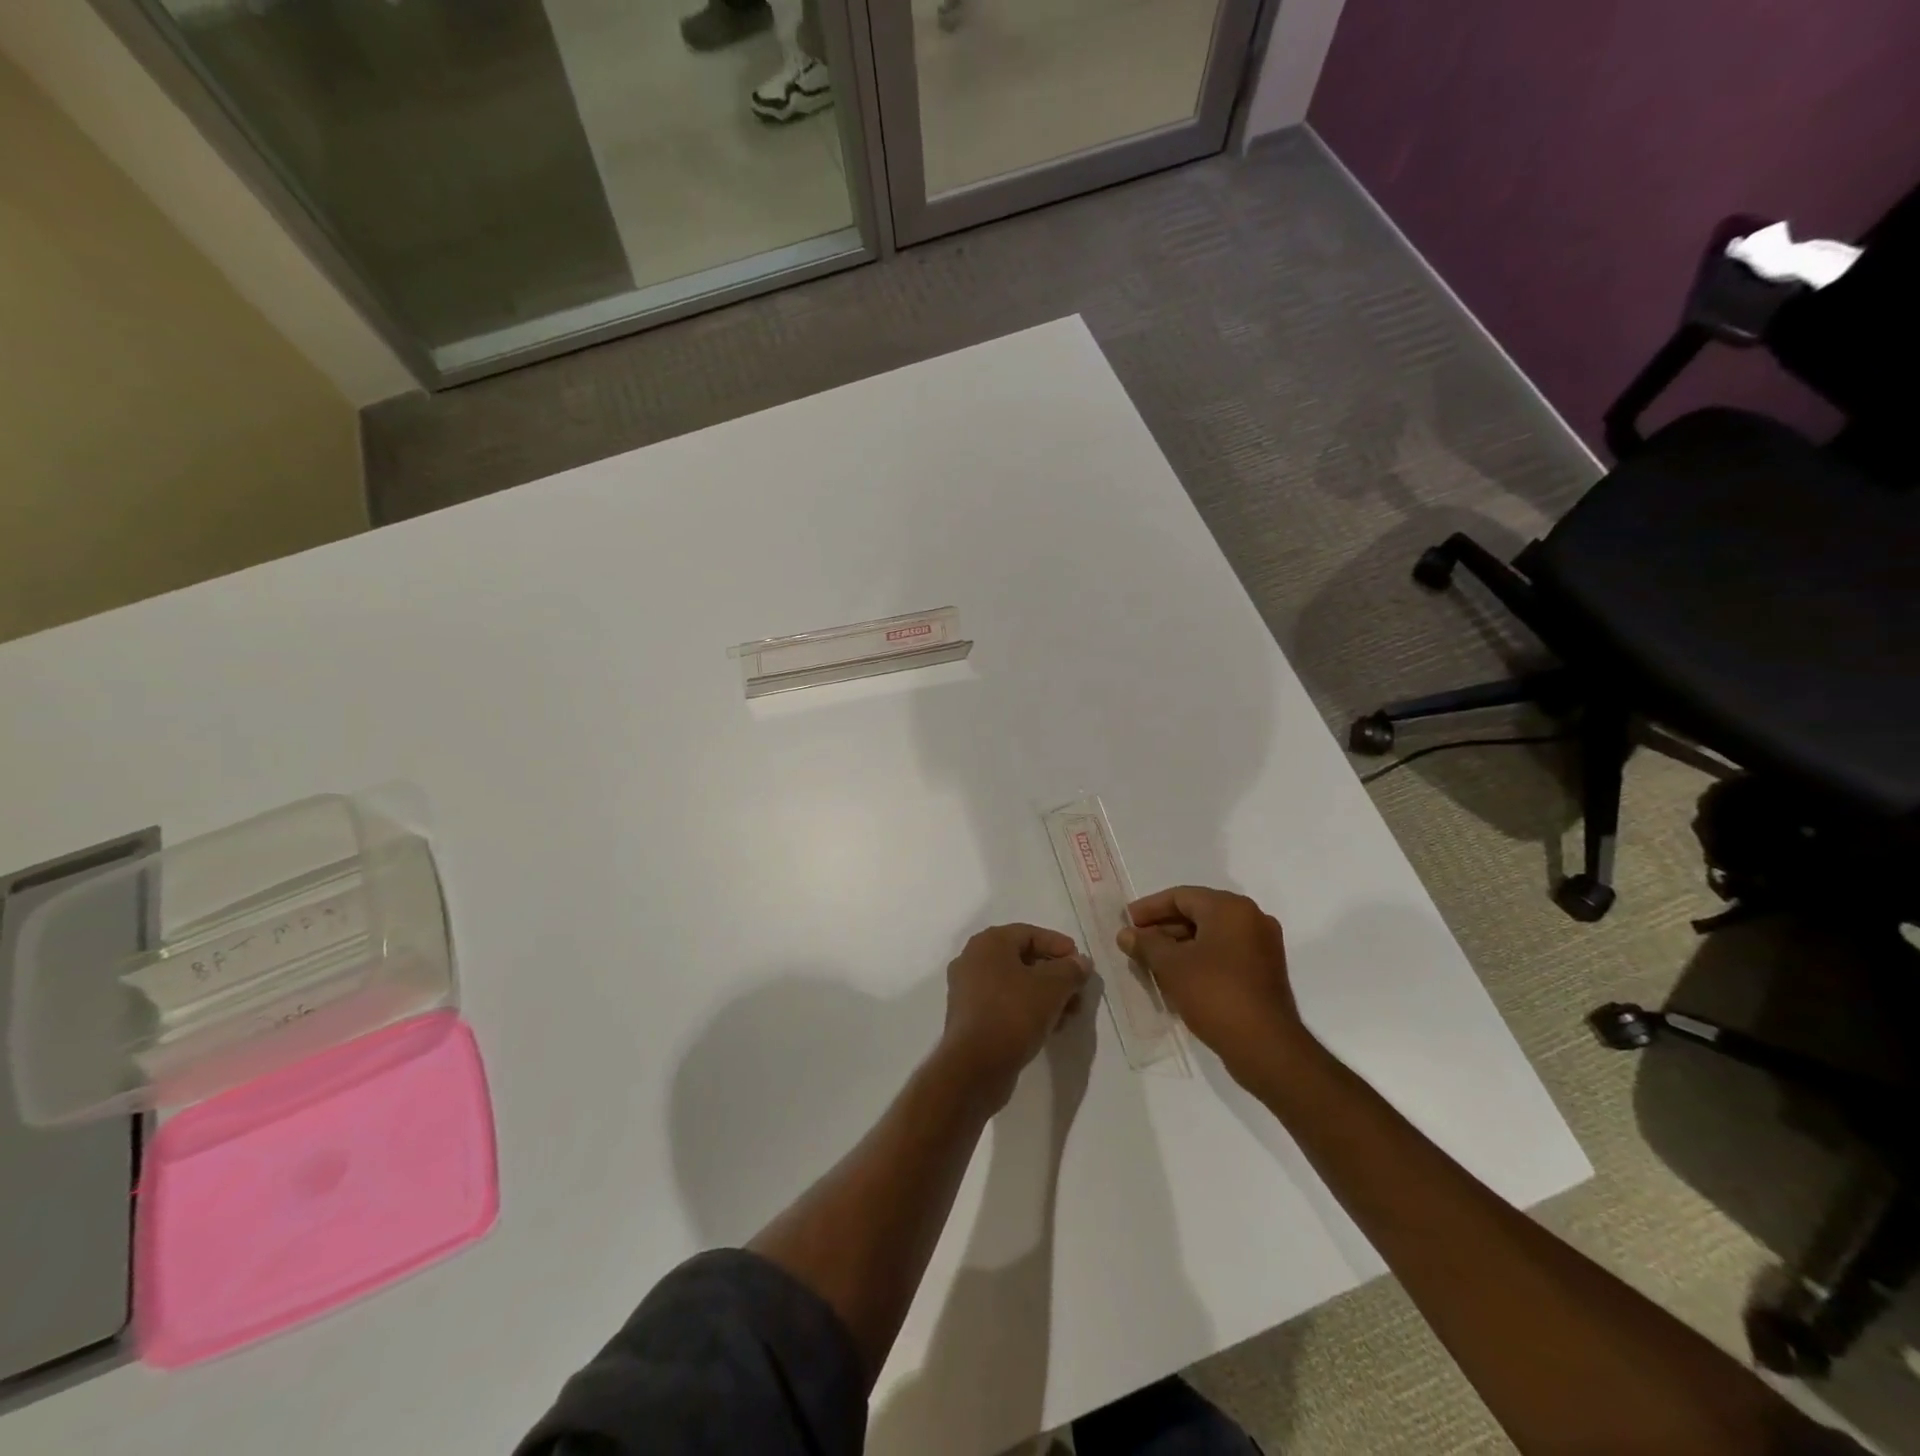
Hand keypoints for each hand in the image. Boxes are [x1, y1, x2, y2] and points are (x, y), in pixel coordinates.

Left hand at [938, 924, 1090, 1106]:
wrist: (975, 1066)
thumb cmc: (1014, 1013)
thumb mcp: (1052, 987)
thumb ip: (1071, 970)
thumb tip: (1081, 962)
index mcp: (988, 943)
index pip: (1029, 934)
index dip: (1059, 945)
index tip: (1081, 962)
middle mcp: (973, 960)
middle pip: (1022, 959)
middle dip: (1055, 974)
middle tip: (1078, 991)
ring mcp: (967, 990)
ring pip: (1014, 984)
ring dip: (1044, 994)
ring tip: (1069, 1013)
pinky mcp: (970, 1017)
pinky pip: (1004, 1003)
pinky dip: (1028, 1009)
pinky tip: (1049, 1026)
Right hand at [1117, 886, 1309, 1082]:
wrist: (1266, 1047)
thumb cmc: (1214, 994)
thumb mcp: (1171, 966)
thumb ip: (1146, 944)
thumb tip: (1126, 934)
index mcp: (1230, 908)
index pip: (1181, 896)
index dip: (1149, 908)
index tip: (1126, 922)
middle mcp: (1251, 919)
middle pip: (1197, 913)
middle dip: (1163, 928)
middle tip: (1136, 944)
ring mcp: (1262, 946)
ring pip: (1210, 935)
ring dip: (1179, 946)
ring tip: (1151, 963)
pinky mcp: (1264, 971)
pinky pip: (1225, 954)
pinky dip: (1199, 959)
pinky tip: (1177, 978)